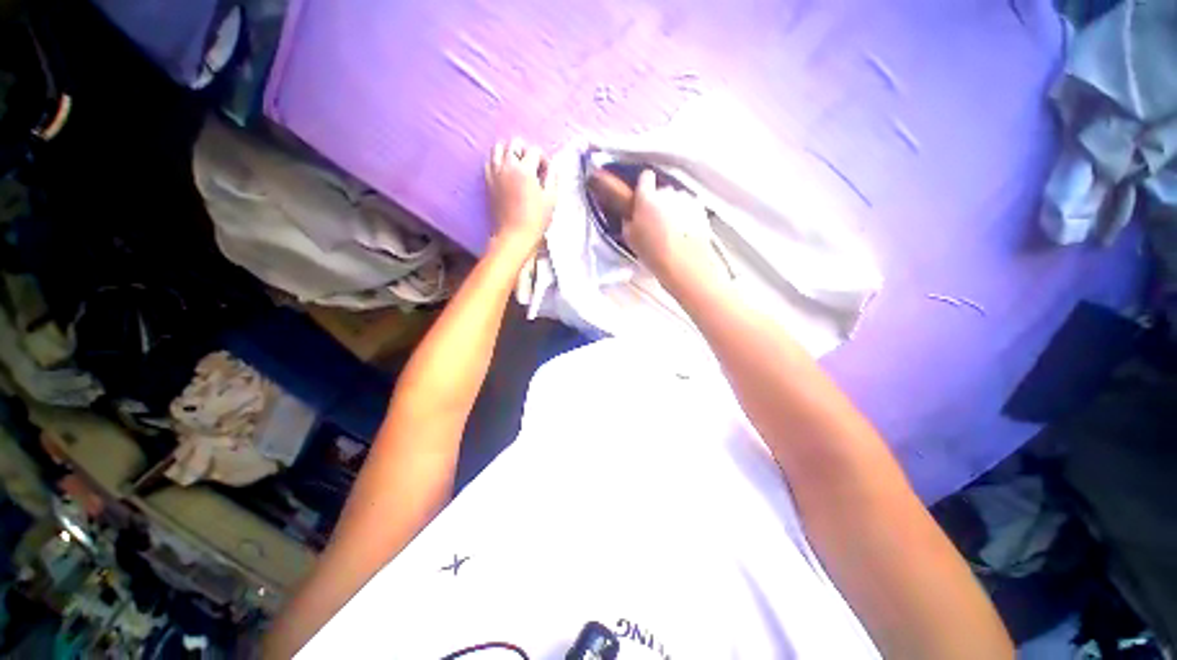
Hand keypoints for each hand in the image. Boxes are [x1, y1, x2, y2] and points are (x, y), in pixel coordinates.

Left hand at [485, 138, 556, 255]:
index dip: (543, 159)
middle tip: (532, 166)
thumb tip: (552, 167)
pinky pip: (490, 163)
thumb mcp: (551, 199)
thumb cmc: (536, 219)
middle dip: (525, 150)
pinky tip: (506, 174)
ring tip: (518, 166)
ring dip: (509, 152)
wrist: (514, 235)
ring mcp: (495, 174)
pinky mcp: (487, 183)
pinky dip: (498, 163)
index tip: (546, 172)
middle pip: (514, 143)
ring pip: (498, 149)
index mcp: (524, 169)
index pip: (534, 150)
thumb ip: (552, 178)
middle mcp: (507, 166)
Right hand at [625, 169, 719, 288]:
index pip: (645, 178)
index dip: (644, 186)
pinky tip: (684, 232)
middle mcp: (667, 192)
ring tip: (672, 231)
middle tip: (656, 223)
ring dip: (674, 209)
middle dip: (659, 203)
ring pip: (677, 199)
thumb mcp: (630, 239)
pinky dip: (687, 216)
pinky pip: (690, 208)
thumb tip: (631, 217)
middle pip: (662, 191)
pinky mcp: (700, 208)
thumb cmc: (653, 251)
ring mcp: (686, 199)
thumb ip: (629, 221)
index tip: (643, 197)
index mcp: (646, 198)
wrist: (683, 262)